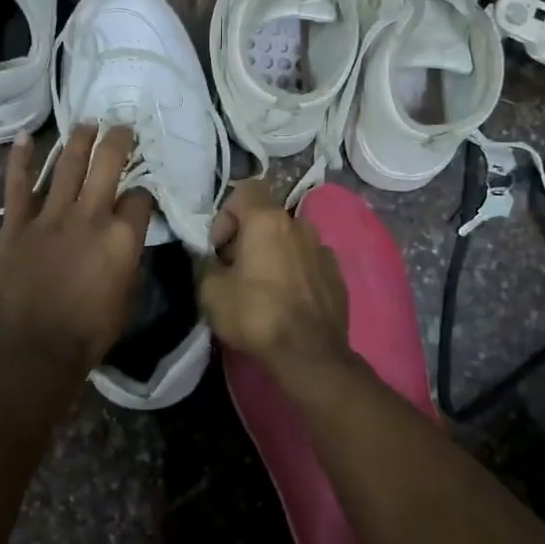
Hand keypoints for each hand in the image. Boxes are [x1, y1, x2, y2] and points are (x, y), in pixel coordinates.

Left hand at [0, 123, 154, 374]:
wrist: (39, 348)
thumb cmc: (92, 329)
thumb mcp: (129, 293)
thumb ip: (128, 256)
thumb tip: (125, 235)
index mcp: (121, 236)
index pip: (139, 197)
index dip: (143, 192)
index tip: (140, 194)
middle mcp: (89, 216)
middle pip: (107, 163)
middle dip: (118, 140)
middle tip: (121, 127)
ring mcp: (50, 216)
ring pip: (67, 164)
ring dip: (79, 139)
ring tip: (87, 123)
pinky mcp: (17, 224)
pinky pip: (18, 185)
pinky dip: (20, 159)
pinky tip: (26, 138)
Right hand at [198, 178, 349, 375]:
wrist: (310, 354)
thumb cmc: (256, 315)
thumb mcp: (210, 292)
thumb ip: (207, 265)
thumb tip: (214, 261)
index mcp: (268, 220)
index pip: (245, 190)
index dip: (226, 214)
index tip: (220, 248)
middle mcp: (299, 225)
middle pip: (267, 217)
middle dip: (249, 236)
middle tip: (237, 270)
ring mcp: (323, 248)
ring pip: (290, 239)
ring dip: (274, 253)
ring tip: (264, 286)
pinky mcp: (337, 274)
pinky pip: (308, 261)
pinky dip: (296, 272)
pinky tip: (288, 300)